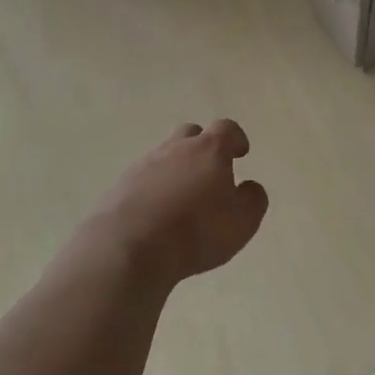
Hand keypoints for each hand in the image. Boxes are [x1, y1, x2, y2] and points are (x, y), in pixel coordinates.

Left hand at [87, 121, 268, 285]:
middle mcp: (175, 148)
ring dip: (177, 169)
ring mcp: (145, 164)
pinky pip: (144, 178)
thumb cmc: (196, 231)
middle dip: (203, 147)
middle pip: (191, 133)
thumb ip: (252, 200)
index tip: (240, 152)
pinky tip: (157, 213)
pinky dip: (154, 188)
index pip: (226, 129)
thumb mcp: (241, 222)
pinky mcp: (122, 183)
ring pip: (165, 155)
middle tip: (210, 172)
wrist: (130, 245)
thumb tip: (250, 187)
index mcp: (208, 150)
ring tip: (183, 199)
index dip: (236, 139)